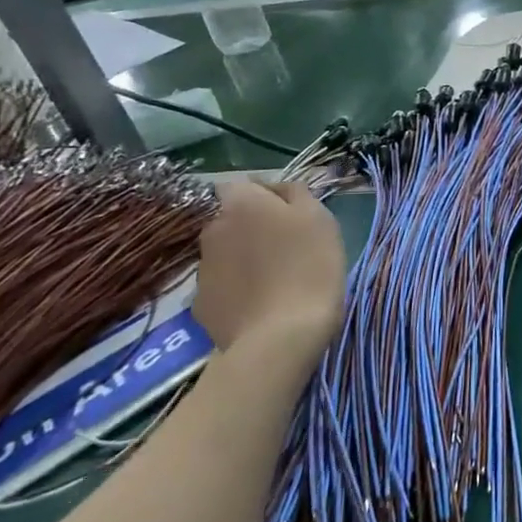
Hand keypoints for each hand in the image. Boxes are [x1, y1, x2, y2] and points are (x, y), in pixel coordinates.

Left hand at [192, 180, 346, 361]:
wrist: (280, 337)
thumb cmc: (309, 267)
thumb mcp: (320, 218)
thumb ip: (297, 193)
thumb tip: (279, 189)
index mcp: (241, 204)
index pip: (240, 184)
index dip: (263, 194)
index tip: (290, 212)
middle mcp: (213, 230)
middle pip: (231, 219)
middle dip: (252, 226)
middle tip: (286, 246)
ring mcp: (202, 269)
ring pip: (226, 253)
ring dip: (244, 257)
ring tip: (275, 279)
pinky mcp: (201, 305)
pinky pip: (223, 285)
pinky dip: (238, 289)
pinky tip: (261, 304)